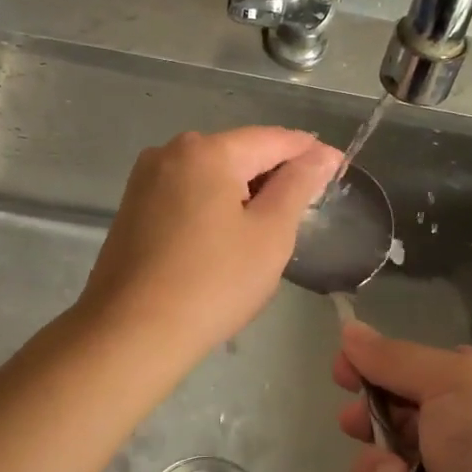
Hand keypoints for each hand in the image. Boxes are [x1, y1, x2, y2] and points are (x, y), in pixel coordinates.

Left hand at [80, 127, 339, 363]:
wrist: (131, 332)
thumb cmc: (213, 284)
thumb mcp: (269, 235)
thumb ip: (297, 186)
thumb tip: (322, 155)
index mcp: (207, 151)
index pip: (273, 139)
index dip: (311, 152)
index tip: (339, 168)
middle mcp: (170, 153)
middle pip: (238, 152)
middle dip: (275, 172)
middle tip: (309, 203)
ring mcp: (145, 181)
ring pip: (210, 174)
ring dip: (244, 191)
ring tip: (272, 223)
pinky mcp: (132, 209)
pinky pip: (187, 194)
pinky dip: (214, 205)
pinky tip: (228, 236)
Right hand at [333, 322, 471, 471]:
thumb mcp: (459, 384)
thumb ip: (398, 358)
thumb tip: (349, 329)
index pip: (439, 365)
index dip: (393, 360)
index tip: (350, 359)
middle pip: (413, 403)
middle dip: (376, 401)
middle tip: (350, 404)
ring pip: (396, 444)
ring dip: (377, 443)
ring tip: (372, 449)